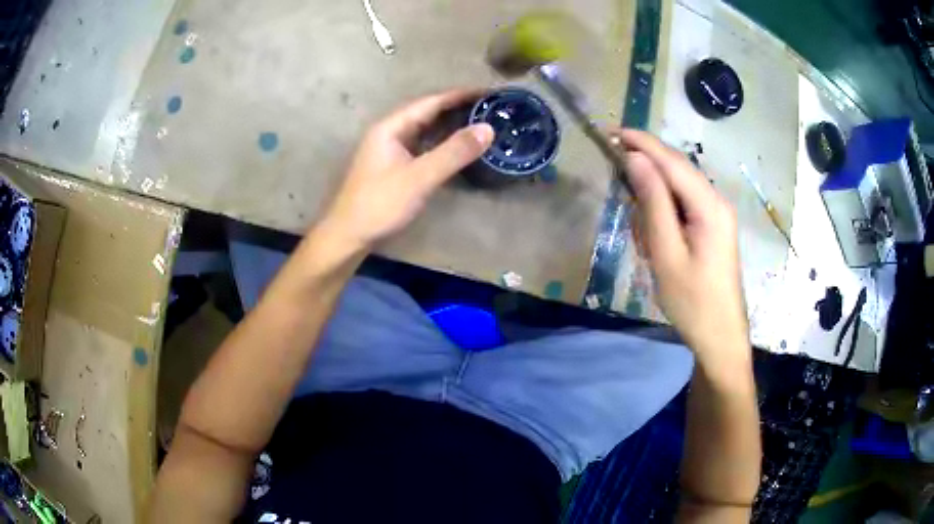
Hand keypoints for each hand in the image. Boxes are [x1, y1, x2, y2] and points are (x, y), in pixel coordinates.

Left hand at [319, 89, 493, 250]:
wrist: (348, 236)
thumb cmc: (379, 204)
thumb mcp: (419, 177)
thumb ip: (453, 152)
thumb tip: (488, 128)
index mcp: (391, 127)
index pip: (430, 101)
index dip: (460, 95)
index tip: (488, 92)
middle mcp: (389, 132)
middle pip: (427, 112)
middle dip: (457, 108)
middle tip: (490, 108)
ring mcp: (389, 150)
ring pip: (424, 130)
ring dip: (450, 125)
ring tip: (480, 123)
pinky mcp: (392, 166)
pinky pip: (422, 146)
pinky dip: (441, 143)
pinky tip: (456, 148)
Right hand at [610, 129, 748, 366]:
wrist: (720, 336)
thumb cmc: (692, 301)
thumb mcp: (666, 253)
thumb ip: (653, 202)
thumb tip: (636, 159)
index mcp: (709, 205)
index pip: (671, 161)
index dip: (642, 143)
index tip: (611, 132)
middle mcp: (716, 201)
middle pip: (676, 170)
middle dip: (646, 171)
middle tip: (620, 185)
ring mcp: (717, 214)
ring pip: (677, 189)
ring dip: (654, 203)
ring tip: (645, 242)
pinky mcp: (712, 226)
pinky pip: (683, 206)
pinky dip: (663, 216)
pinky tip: (657, 242)